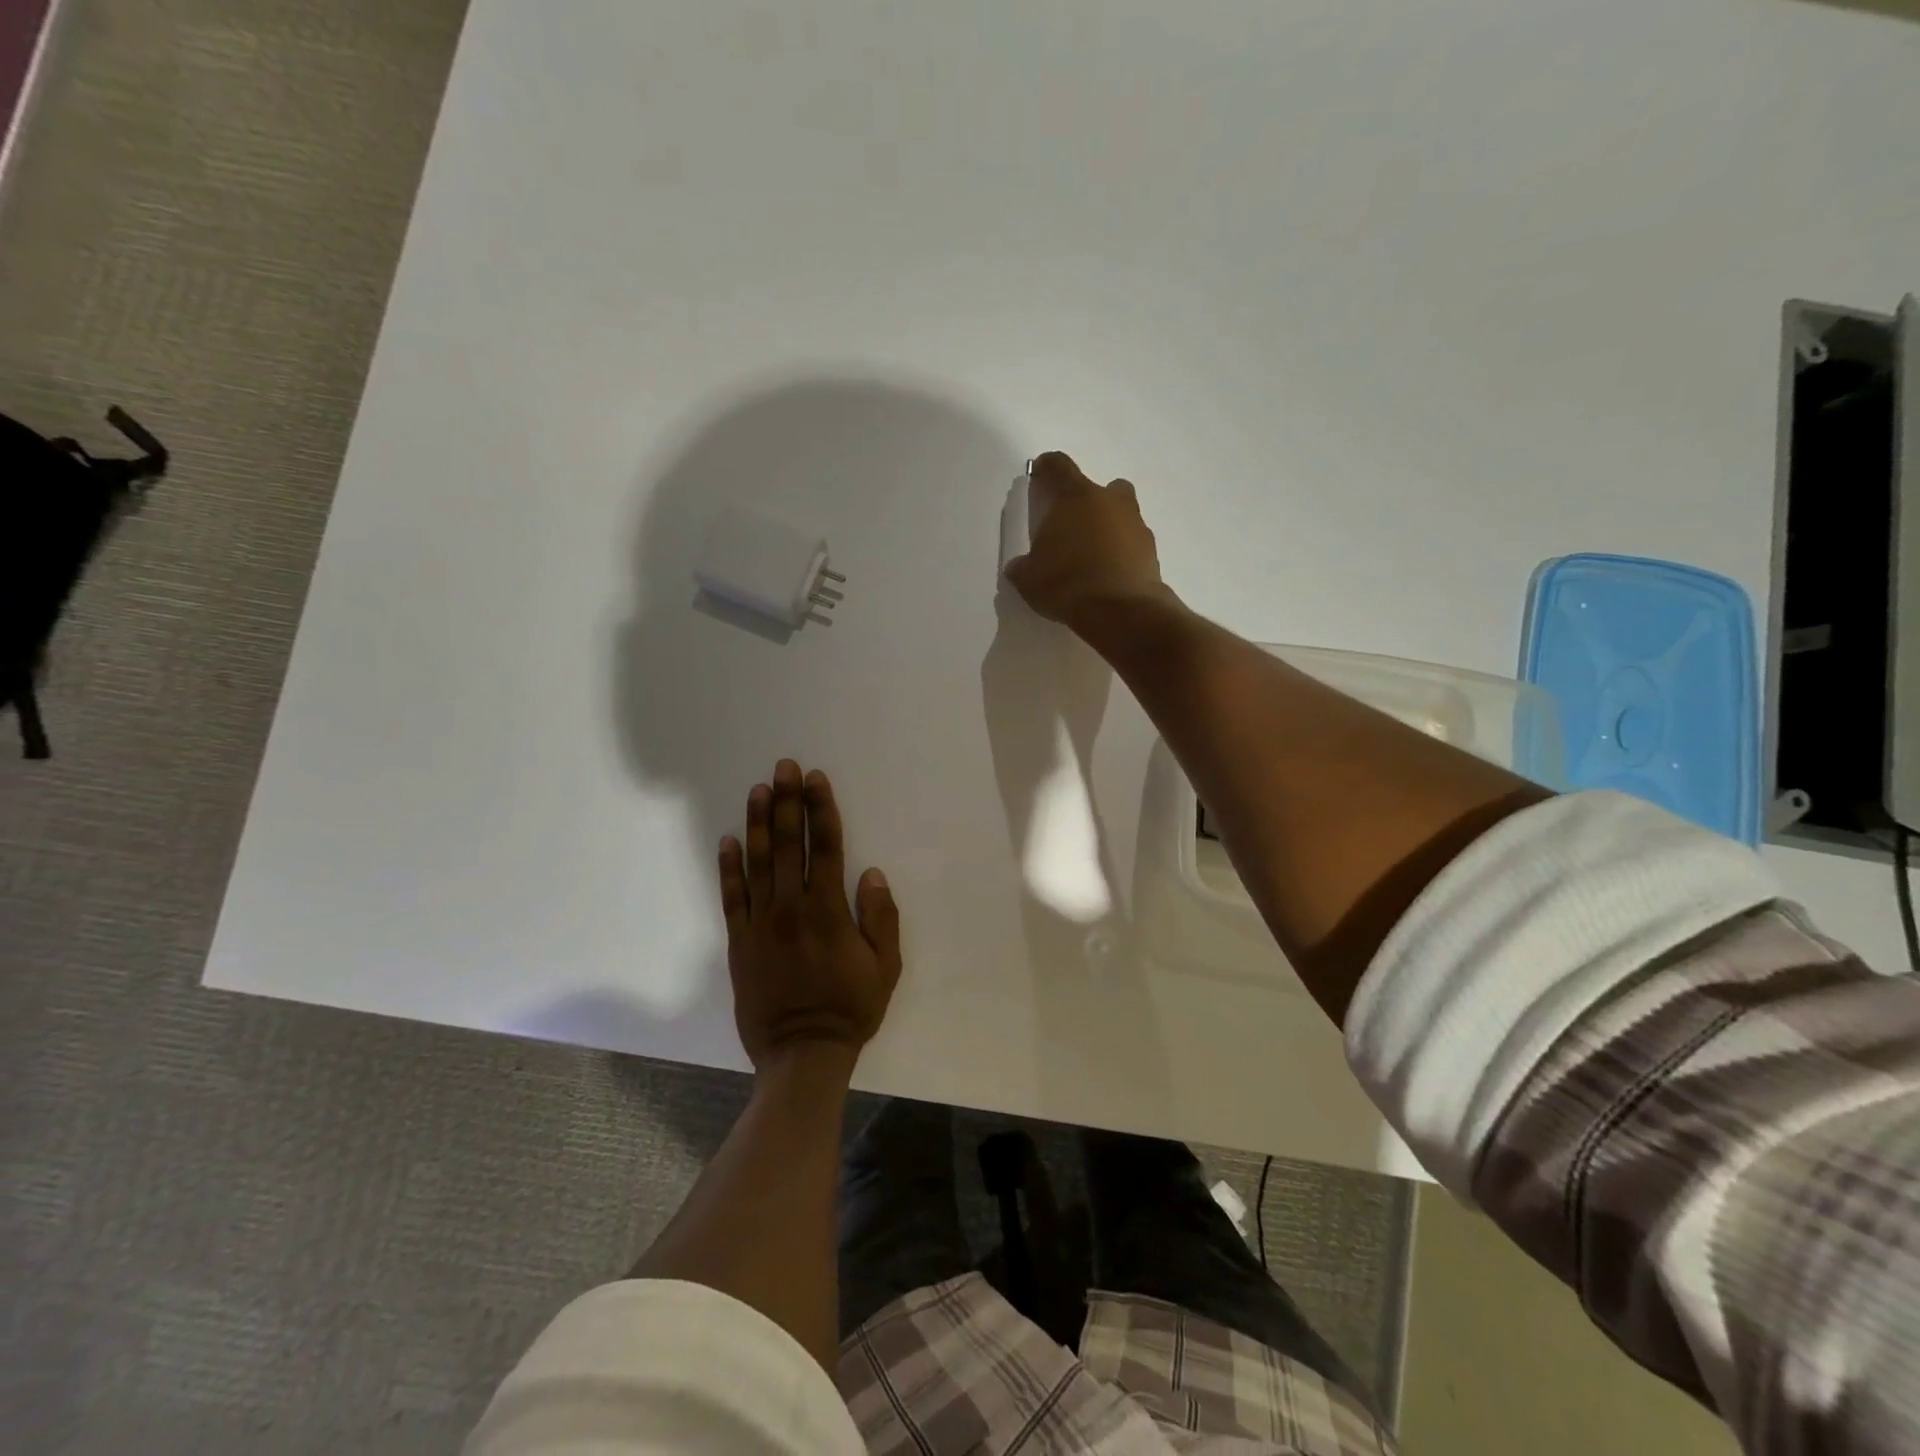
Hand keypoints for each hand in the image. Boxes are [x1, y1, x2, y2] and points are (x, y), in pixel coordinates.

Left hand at [718, 760, 901, 1070]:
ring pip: (758, 862)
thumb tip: (870, 873)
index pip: (826, 847)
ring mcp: (761, 923)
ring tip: (758, 790)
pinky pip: (732, 897)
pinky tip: (729, 840)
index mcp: (828, 910)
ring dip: (759, 823)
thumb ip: (880, 918)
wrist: (801, 1054)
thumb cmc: (850, 1009)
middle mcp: (791, 907)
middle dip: (788, 802)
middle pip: (789, 844)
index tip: (815, 779)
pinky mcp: (739, 941)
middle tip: (784, 767)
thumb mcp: (885, 968)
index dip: (821, 809)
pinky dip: (729, 867)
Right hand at [1005, 451, 1173, 630]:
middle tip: (1071, 527)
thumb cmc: (1067, 584)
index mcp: (1075, 497)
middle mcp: (1109, 501)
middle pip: (1099, 488)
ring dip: (1108, 528)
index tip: (1039, 478)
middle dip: (1086, 503)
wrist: (1121, 612)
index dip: (1046, 469)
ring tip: (1091, 557)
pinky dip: (1122, 553)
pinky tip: (1108, 576)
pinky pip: (1132, 543)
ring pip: (1121, 514)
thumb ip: (1023, 566)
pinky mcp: (1152, 551)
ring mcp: (1136, 524)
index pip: (1058, 466)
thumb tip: (1020, 566)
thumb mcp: (1029, 579)